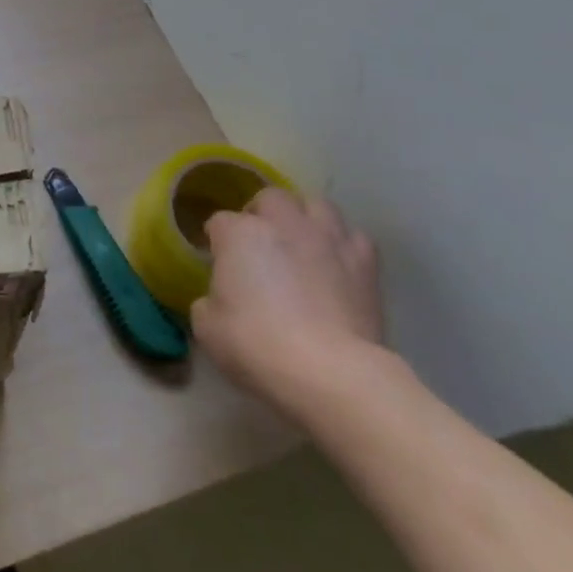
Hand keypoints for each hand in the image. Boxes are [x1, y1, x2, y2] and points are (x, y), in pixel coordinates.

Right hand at [189, 188, 385, 415]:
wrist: (331, 373)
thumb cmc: (258, 345)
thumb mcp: (208, 327)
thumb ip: (208, 301)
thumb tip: (219, 299)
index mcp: (239, 233)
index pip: (219, 222)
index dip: (216, 241)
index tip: (217, 261)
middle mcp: (283, 223)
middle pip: (269, 198)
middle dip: (261, 214)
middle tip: (258, 243)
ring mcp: (327, 239)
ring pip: (316, 205)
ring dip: (304, 218)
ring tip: (300, 242)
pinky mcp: (364, 263)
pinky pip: (353, 237)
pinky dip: (343, 245)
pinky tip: (336, 263)